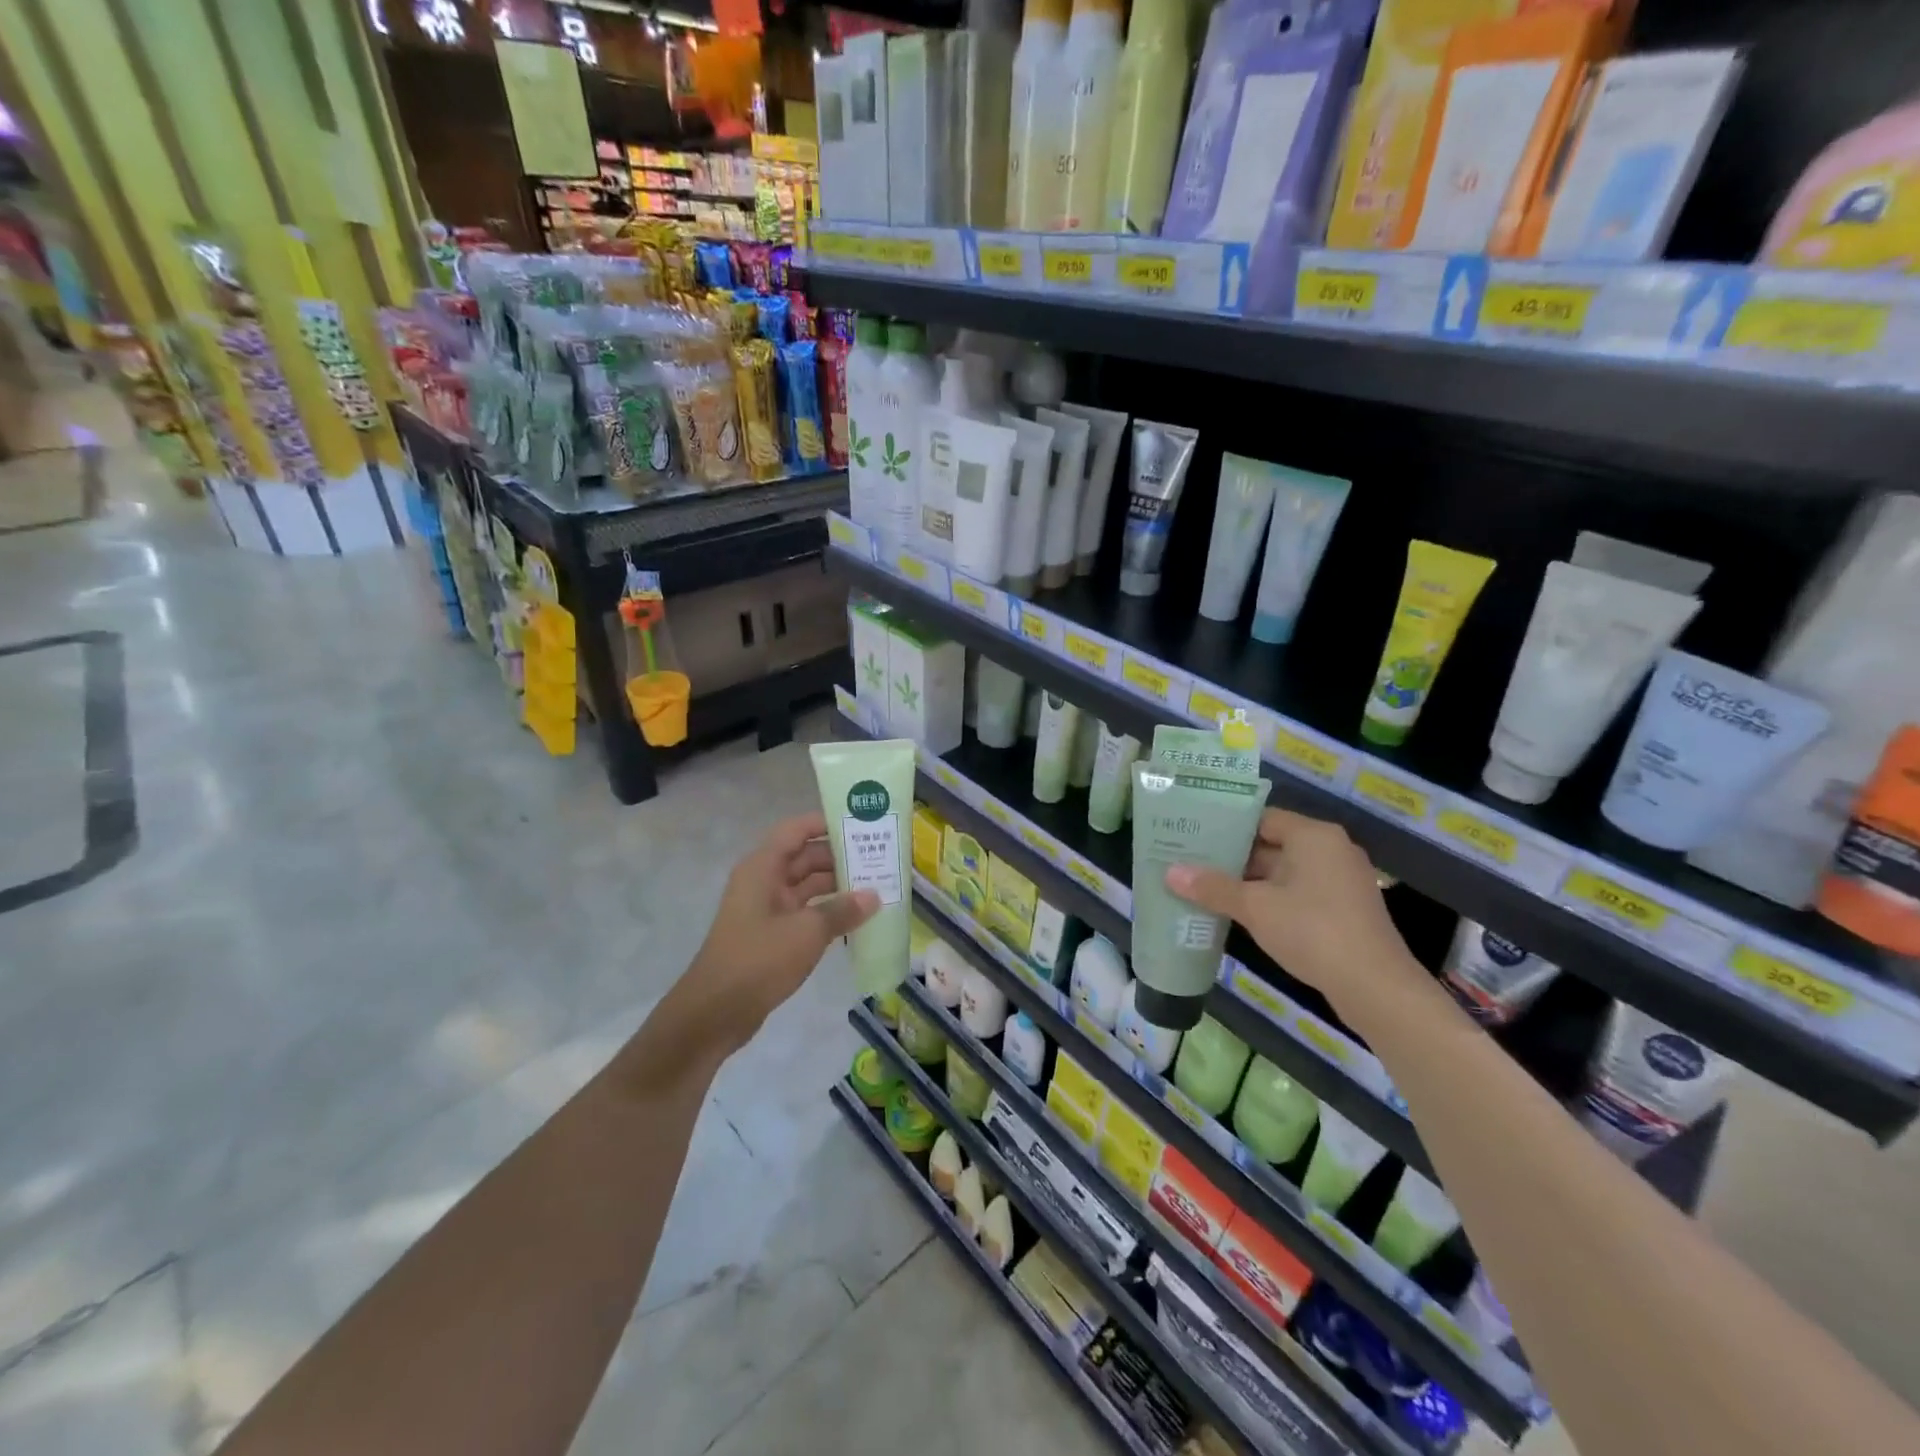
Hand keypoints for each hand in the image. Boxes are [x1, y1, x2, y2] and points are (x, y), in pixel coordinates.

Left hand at [662, 813, 877, 1066]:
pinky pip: (805, 912)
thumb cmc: (758, 960)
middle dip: (840, 857)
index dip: (826, 823)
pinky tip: (857, 918)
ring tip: (876, 885)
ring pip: (807, 886)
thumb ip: (842, 910)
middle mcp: (763, 881)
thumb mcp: (807, 932)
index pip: (796, 830)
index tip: (861, 824)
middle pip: (805, 857)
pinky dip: (828, 911)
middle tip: (880, 857)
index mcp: (763, 868)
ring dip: (838, 886)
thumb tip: (873, 896)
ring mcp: (766, 909)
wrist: (715, 1013)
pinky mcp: (771, 935)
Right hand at [1166, 807, 1426, 1027]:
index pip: (1261, 818)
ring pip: (1283, 871)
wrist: (1375, 987)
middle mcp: (1330, 850)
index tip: (1193, 835)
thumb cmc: (1313, 931)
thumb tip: (1170, 872)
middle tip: (1190, 861)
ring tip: (1205, 887)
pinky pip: (1298, 892)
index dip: (1226, 826)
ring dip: (1249, 881)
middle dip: (1232, 857)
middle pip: (1272, 844)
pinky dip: (1270, 899)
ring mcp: (1340, 880)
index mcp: (1313, 836)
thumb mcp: (1255, 908)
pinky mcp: (1344, 909)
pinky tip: (1239, 912)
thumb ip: (1213, 887)